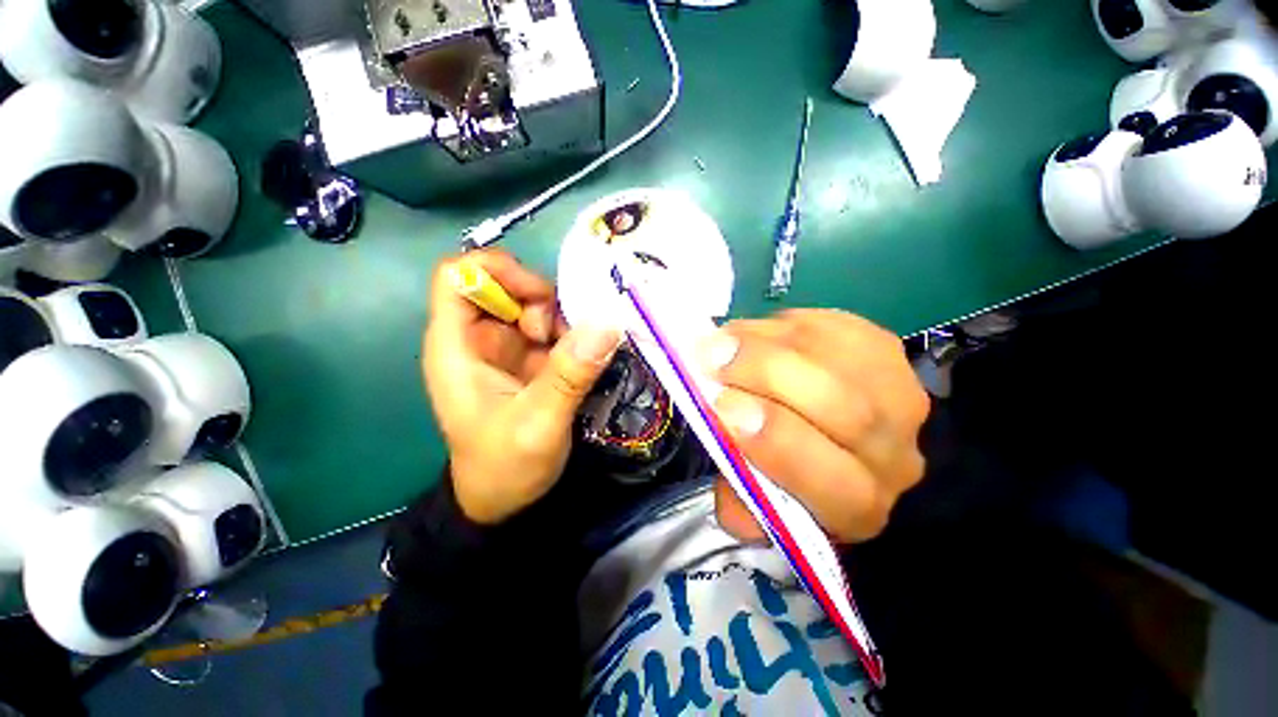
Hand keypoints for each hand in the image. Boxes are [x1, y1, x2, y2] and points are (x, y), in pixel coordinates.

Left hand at [423, 250, 620, 524]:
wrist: (504, 501)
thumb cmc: (505, 467)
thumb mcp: (538, 424)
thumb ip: (569, 375)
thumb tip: (607, 324)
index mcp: (457, 347)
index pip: (459, 276)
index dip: (498, 271)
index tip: (541, 299)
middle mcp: (477, 338)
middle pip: (505, 285)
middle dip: (541, 302)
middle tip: (565, 339)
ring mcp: (505, 348)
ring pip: (532, 305)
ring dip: (560, 322)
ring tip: (575, 358)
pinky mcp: (527, 360)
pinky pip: (549, 328)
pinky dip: (569, 336)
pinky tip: (579, 361)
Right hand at [696, 310, 929, 543]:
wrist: (836, 438)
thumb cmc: (786, 476)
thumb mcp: (757, 505)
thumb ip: (737, 497)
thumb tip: (722, 439)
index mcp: (855, 506)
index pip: (831, 479)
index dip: (773, 438)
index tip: (721, 405)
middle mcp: (891, 453)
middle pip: (845, 408)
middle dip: (767, 375)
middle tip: (713, 357)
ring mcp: (896, 393)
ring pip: (836, 357)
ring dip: (768, 341)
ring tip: (724, 338)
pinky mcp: (885, 349)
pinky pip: (835, 326)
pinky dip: (784, 325)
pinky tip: (756, 334)